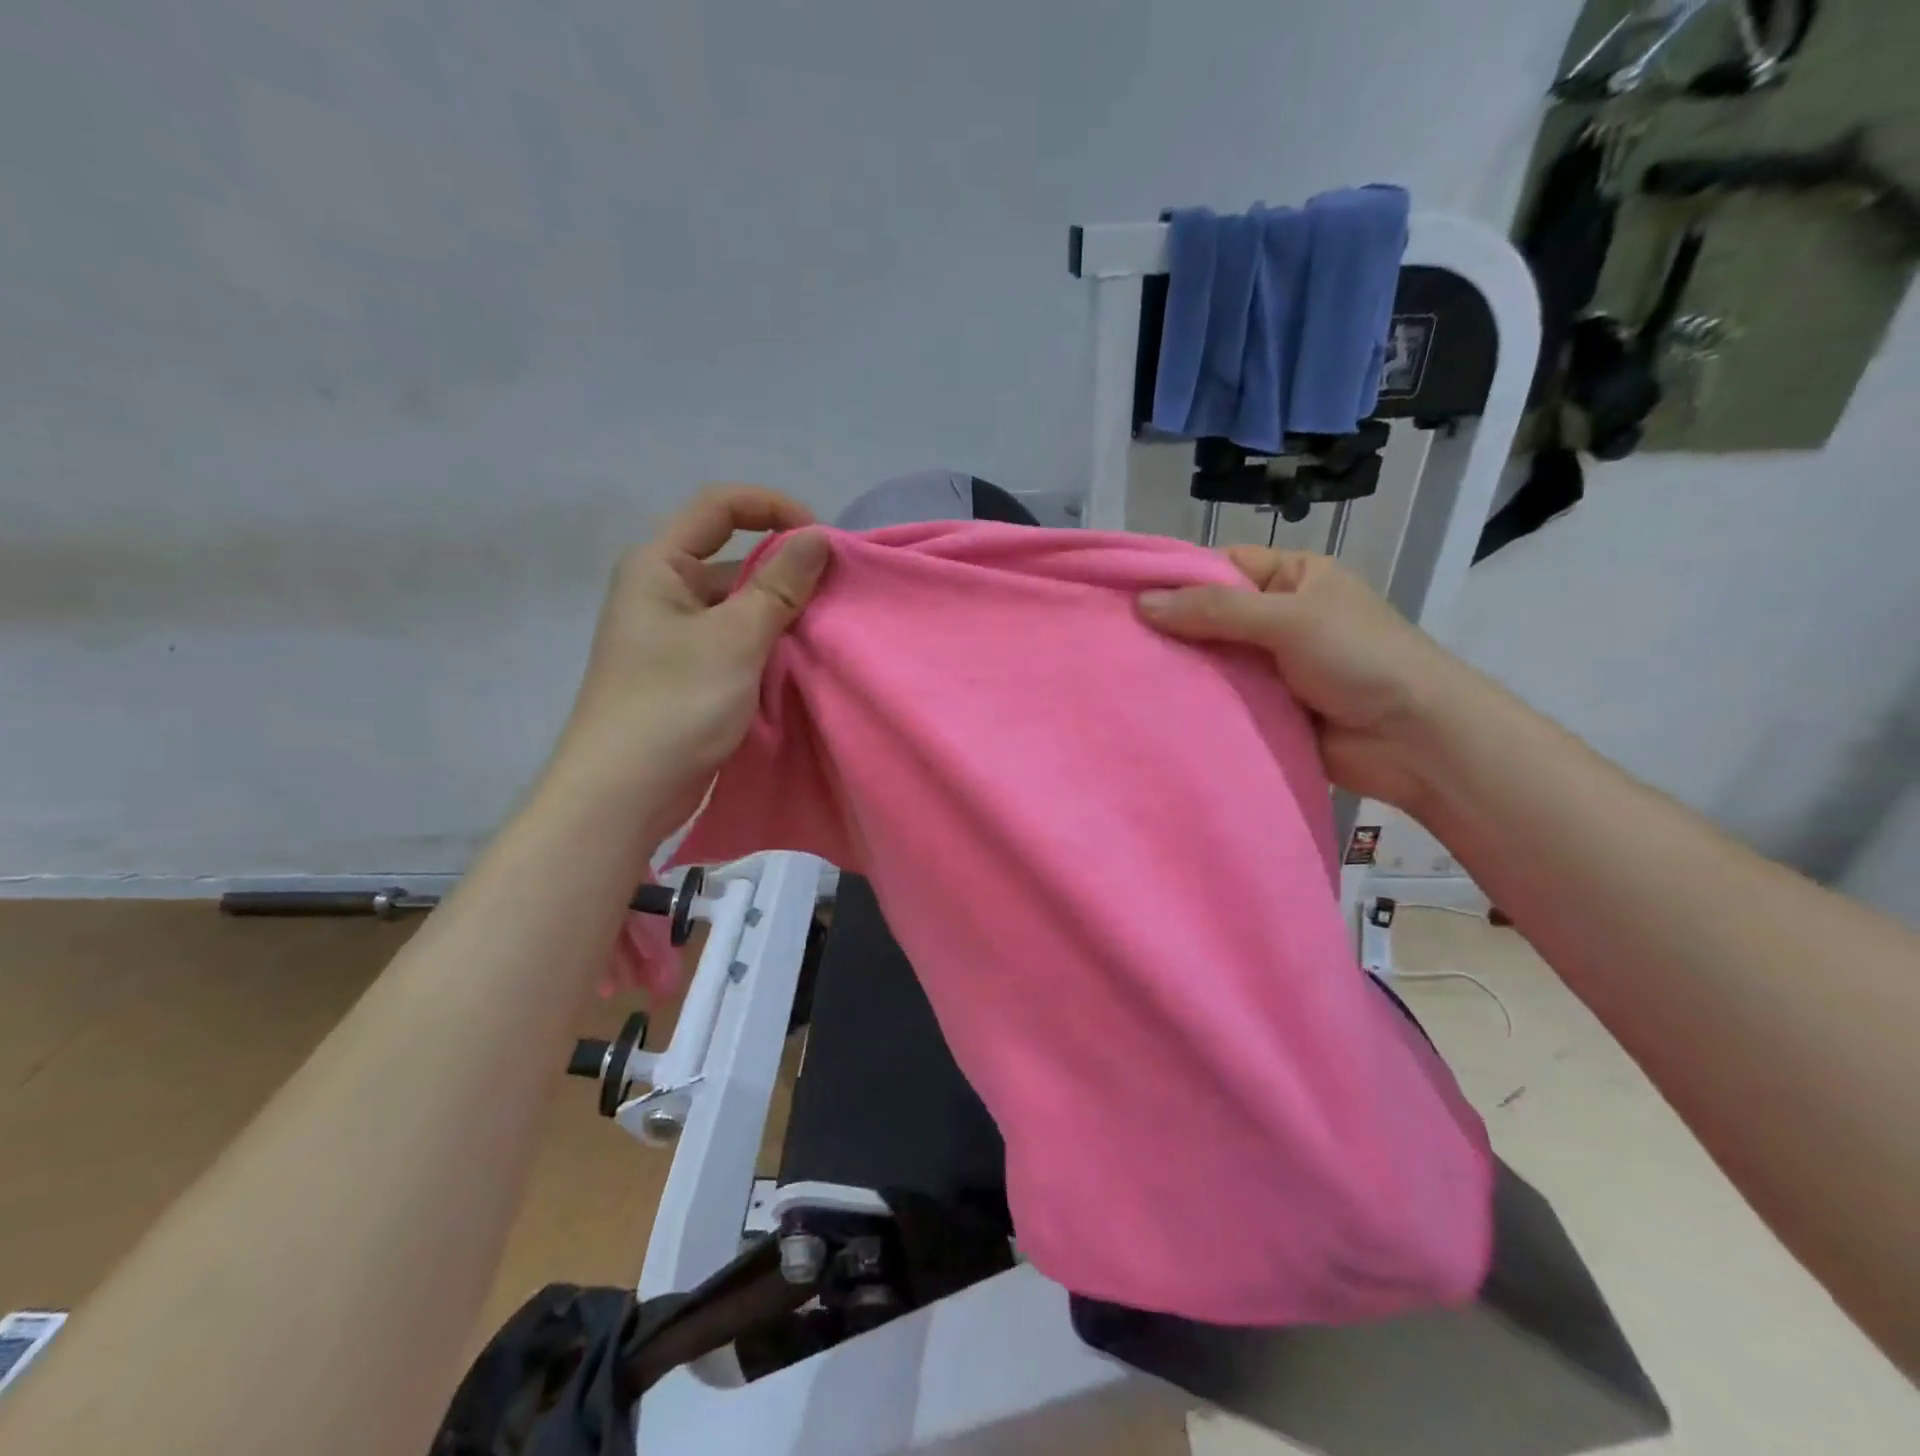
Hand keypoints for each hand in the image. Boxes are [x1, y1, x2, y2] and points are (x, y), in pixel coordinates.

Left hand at [546, 486, 830, 840]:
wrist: (623, 794)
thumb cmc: (674, 704)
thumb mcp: (735, 639)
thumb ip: (779, 585)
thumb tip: (818, 537)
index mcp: (658, 565)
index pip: (719, 506)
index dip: (774, 508)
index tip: (821, 540)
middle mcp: (662, 592)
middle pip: (732, 557)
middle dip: (785, 569)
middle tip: (835, 595)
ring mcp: (674, 636)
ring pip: (738, 605)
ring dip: (780, 612)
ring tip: (826, 631)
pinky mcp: (687, 674)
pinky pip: (735, 642)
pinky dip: (767, 645)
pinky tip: (801, 662)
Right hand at [1138, 547, 1474, 810]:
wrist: (1415, 740)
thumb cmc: (1361, 658)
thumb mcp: (1288, 618)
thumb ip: (1215, 611)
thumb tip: (1142, 604)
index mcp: (1293, 578)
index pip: (1221, 567)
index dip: (1175, 577)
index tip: (1122, 592)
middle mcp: (1277, 618)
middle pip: (1210, 614)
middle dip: (1169, 626)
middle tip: (1113, 637)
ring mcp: (1270, 666)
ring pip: (1211, 659)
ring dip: (1179, 667)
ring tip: (1121, 671)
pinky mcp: (1265, 709)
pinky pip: (1220, 698)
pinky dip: (1194, 701)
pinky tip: (1151, 704)